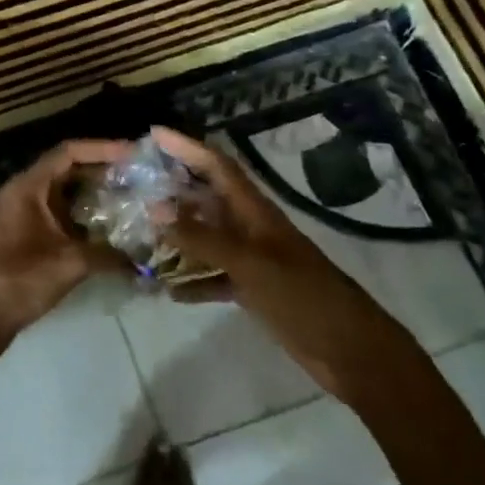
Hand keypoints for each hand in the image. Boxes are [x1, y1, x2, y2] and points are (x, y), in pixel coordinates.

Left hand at [0, 139, 131, 363]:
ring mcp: (21, 213)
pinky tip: (108, 228)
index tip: (132, 154)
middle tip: (138, 177)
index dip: (102, 149)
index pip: (68, 152)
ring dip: (93, 194)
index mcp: (27, 187)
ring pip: (63, 192)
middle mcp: (23, 192)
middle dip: (102, 171)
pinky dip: (81, 215)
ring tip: (130, 198)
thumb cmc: (19, 281)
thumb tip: (143, 257)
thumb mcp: (69, 264)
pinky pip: (57, 213)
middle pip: (67, 169)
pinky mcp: (24, 233)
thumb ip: (108, 254)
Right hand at [150, 126, 417, 403]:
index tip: (153, 133)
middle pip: (207, 198)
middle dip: (173, 188)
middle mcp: (250, 228)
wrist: (351, 352)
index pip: (216, 166)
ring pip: (206, 238)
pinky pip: (214, 277)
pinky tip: (168, 291)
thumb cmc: (303, 297)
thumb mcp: (249, 264)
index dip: (187, 146)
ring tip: (139, 234)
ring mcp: (252, 259)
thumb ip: (201, 237)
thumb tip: (153, 208)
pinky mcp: (253, 289)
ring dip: (177, 236)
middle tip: (133, 183)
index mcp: (254, 211)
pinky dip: (193, 281)